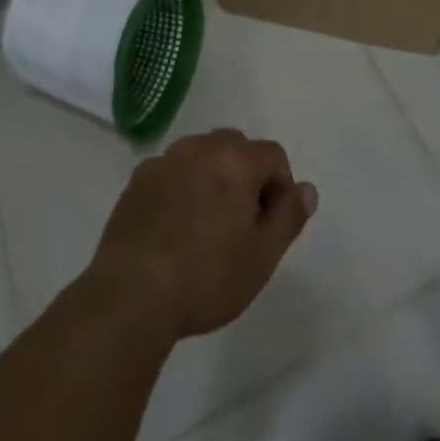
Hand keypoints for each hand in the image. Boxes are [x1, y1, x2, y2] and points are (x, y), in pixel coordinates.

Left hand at [87, 130, 318, 341]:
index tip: (270, 224)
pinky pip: (171, 171)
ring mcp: (165, 160)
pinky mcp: (138, 179)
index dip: (280, 186)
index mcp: (236, 160)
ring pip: (201, 155)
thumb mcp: (262, 256)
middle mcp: (200, 147)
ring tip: (206, 225)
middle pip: (236, 147)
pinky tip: (173, 227)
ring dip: (212, 177)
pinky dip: (180, 186)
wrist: (132, 293)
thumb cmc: (207, 276)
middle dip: (246, 175)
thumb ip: (289, 216)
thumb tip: (307, 189)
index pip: (273, 154)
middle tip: (241, 224)